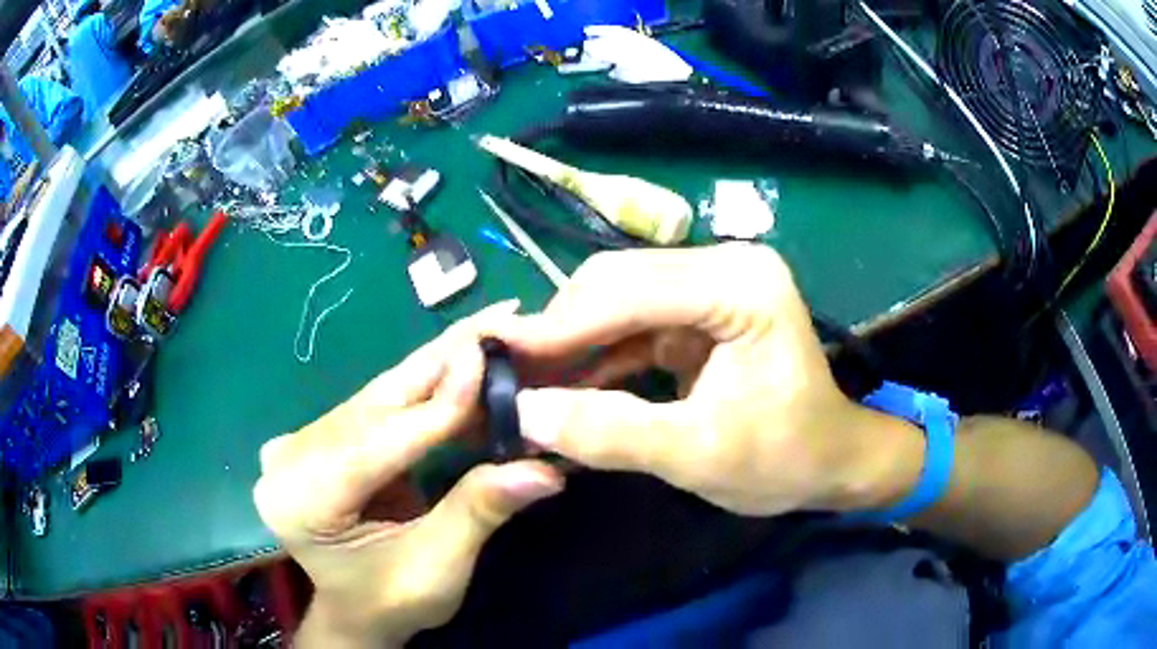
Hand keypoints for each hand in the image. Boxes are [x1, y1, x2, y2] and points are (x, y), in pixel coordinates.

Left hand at [254, 302, 563, 647]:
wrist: (358, 610)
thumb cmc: (392, 602)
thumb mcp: (438, 568)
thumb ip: (478, 512)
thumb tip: (546, 469)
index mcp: (301, 500)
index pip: (375, 442)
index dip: (437, 404)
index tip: (489, 358)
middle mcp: (289, 459)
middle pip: (375, 405)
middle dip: (442, 363)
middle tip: (499, 318)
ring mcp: (298, 442)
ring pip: (378, 395)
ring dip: (438, 366)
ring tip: (490, 333)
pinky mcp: (318, 436)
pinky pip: (377, 404)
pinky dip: (424, 385)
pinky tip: (460, 360)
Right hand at [499, 244, 923, 516]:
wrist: (831, 461)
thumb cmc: (785, 459)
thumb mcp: (699, 455)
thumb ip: (612, 433)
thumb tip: (523, 412)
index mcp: (741, 284)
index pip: (630, 292)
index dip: (558, 327)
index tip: (495, 357)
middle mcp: (725, 265)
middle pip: (617, 284)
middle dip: (559, 333)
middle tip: (507, 377)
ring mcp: (712, 283)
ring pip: (617, 300)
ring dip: (572, 343)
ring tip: (525, 382)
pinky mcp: (700, 309)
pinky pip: (632, 323)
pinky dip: (596, 355)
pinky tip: (566, 385)